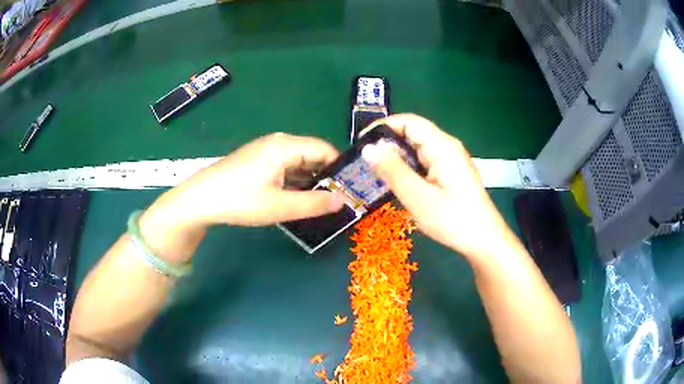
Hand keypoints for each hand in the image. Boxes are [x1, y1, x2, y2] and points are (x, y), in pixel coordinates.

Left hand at [137, 133, 344, 261]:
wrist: (201, 199)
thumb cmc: (240, 200)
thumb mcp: (280, 206)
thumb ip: (314, 204)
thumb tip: (343, 202)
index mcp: (286, 146)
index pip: (325, 149)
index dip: (339, 169)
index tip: (350, 190)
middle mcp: (279, 143)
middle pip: (313, 155)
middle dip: (326, 177)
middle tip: (338, 200)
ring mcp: (267, 151)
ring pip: (300, 163)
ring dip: (311, 181)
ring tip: (322, 203)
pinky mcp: (259, 161)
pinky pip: (286, 168)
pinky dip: (296, 181)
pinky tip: (298, 199)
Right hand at [360, 114, 513, 259]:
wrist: (484, 240)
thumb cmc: (453, 219)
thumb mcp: (418, 196)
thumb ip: (393, 170)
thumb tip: (369, 148)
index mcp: (442, 146)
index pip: (409, 121)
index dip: (383, 126)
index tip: (361, 143)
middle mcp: (447, 147)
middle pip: (413, 133)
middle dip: (388, 143)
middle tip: (366, 163)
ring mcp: (451, 161)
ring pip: (418, 149)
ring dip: (397, 158)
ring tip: (377, 174)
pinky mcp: (451, 174)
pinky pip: (425, 162)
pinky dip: (409, 168)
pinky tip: (399, 183)